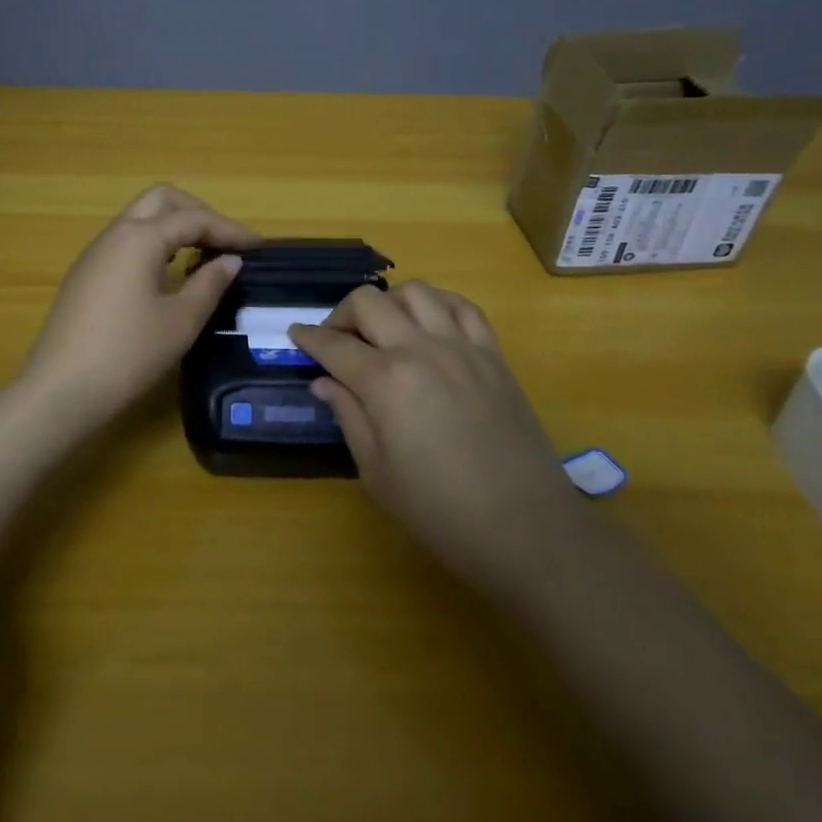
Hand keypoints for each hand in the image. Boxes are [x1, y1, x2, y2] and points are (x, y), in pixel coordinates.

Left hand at [21, 185, 260, 413]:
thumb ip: (210, 284)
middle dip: (198, 212)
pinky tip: (168, 274)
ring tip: (202, 256)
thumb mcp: (180, 321)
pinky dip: (154, 244)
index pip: (194, 219)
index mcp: (140, 238)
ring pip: (140, 219)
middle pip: (162, 200)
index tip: (259, 246)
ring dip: (174, 227)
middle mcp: (115, 234)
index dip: (230, 229)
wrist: (60, 391)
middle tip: (224, 241)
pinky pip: (126, 242)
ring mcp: (95, 253)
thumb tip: (230, 261)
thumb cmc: (128, 354)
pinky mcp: (85, 275)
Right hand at [290, 282, 575, 599]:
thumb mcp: (377, 473)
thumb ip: (348, 416)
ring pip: (415, 292)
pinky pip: (462, 306)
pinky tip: (430, 323)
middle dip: (342, 313)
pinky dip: (438, 304)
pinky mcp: (493, 354)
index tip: (295, 334)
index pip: (334, 345)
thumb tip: (324, 381)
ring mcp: (461, 346)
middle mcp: (420, 349)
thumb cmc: (441, 512)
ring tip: (383, 328)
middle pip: (369, 302)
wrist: (526, 528)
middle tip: (337, 339)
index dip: (308, 338)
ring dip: (389, 302)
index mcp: (386, 381)